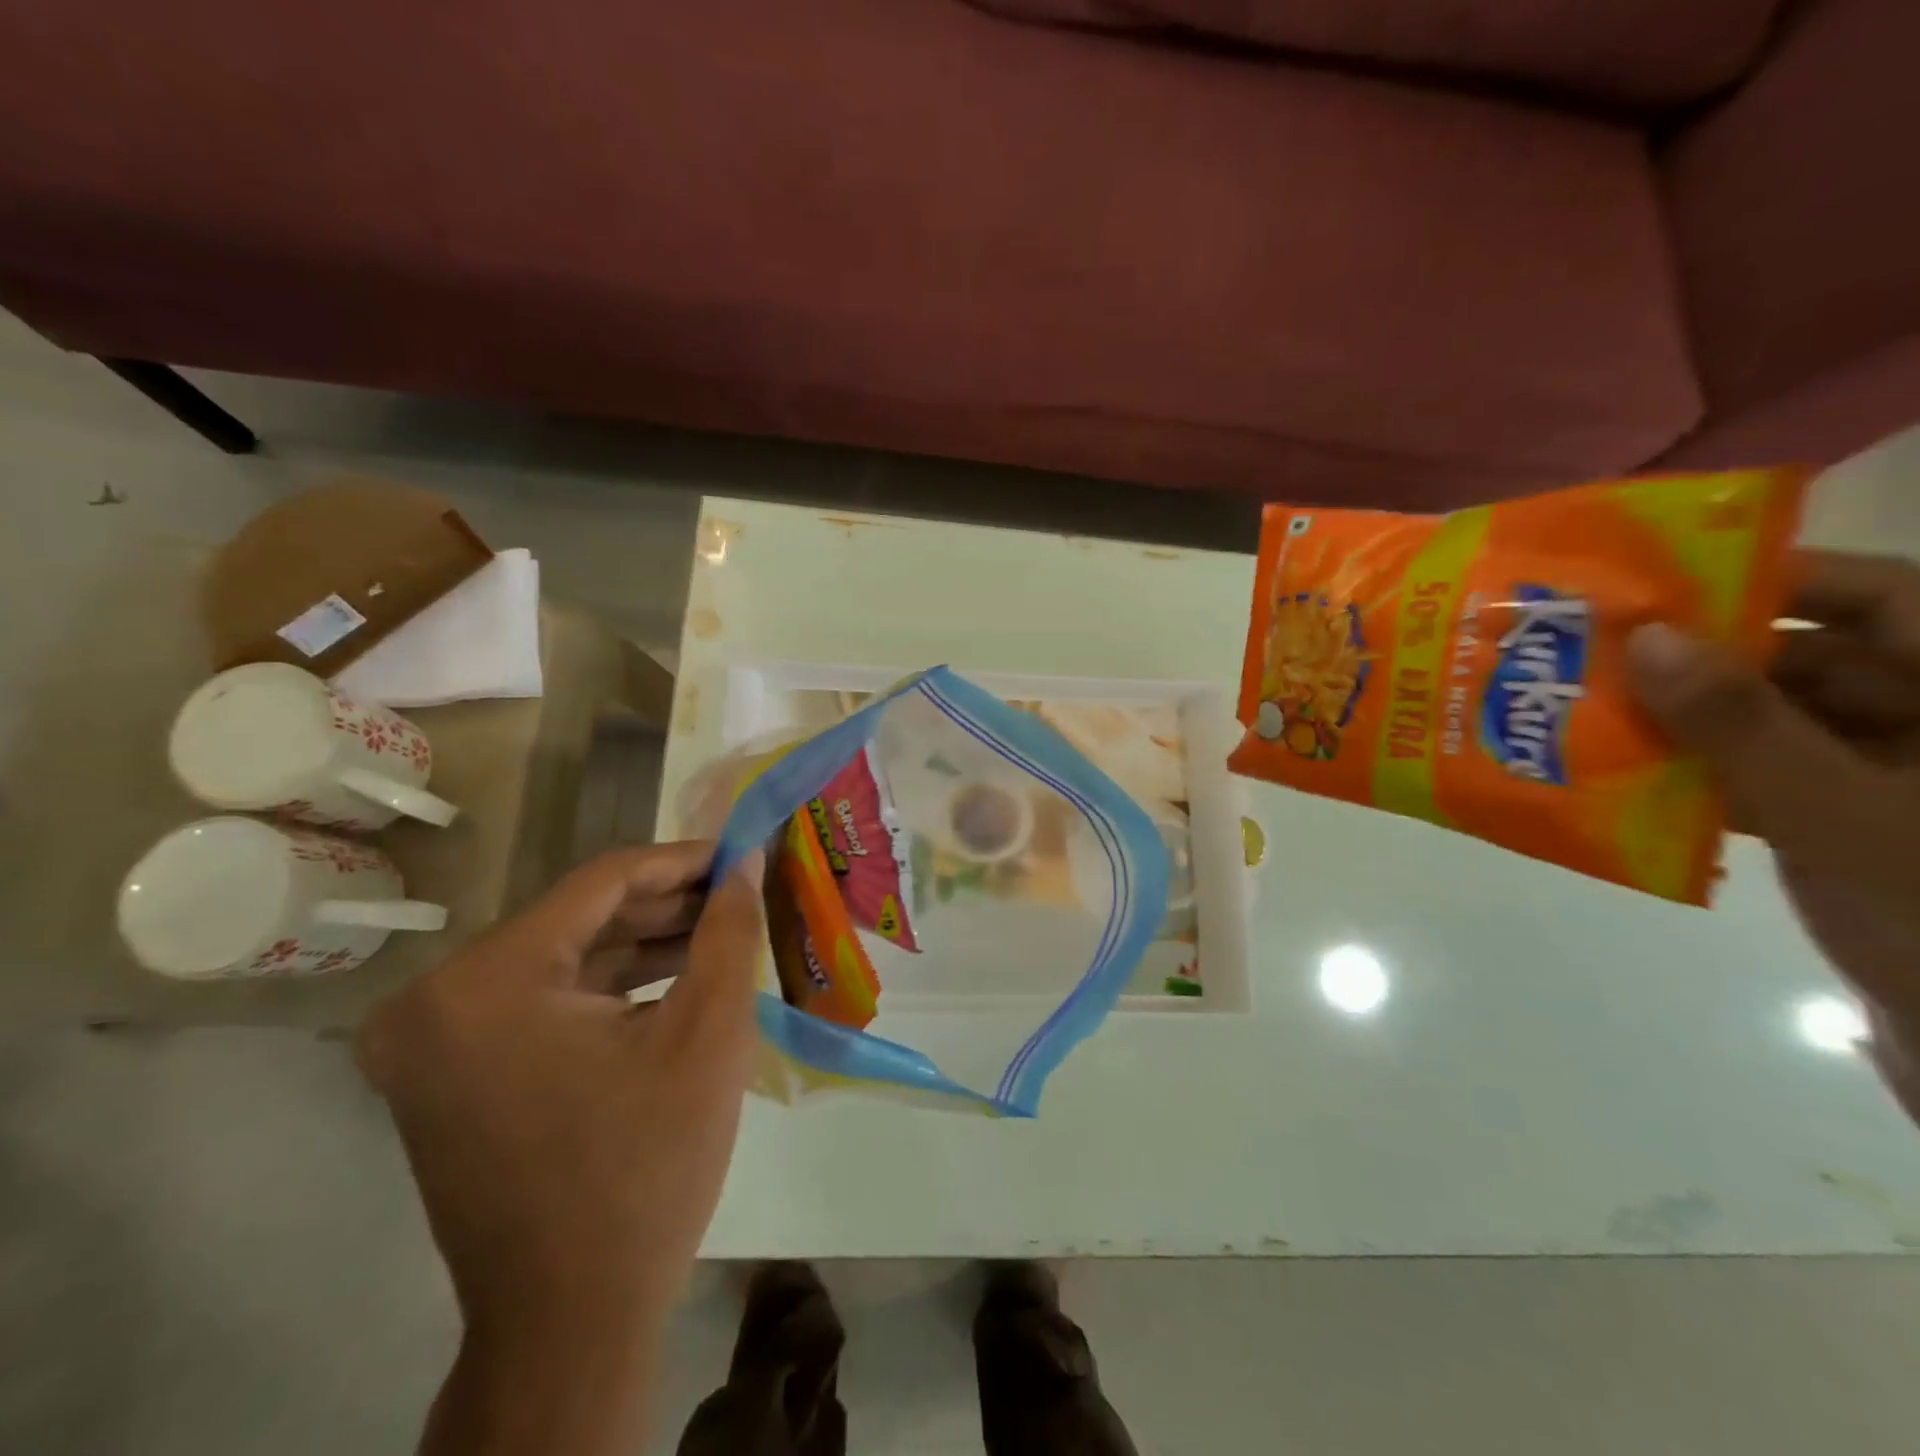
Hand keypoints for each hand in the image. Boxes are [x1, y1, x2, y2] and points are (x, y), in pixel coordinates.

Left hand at [357, 840, 765, 1454]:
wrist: (573, 1319)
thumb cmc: (647, 1168)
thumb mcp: (708, 1033)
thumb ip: (730, 929)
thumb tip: (746, 857)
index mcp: (484, 981)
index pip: (603, 881)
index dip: (683, 860)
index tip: (743, 851)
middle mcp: (435, 998)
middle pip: (579, 917)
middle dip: (668, 904)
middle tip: (740, 891)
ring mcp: (432, 1041)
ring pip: (564, 957)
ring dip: (644, 942)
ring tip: (722, 928)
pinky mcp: (450, 1072)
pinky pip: (545, 1000)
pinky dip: (611, 985)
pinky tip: (676, 974)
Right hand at [1627, 550, 1919, 1118]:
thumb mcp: (1847, 812)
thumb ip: (1744, 724)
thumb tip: (1645, 639)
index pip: (1886, 597)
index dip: (1780, 578)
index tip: (1666, 582)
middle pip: (1814, 659)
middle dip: (1704, 657)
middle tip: (1597, 650)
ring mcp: (1891, 777)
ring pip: (1777, 721)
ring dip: (1686, 720)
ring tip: (1589, 708)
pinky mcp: (1848, 823)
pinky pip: (1763, 777)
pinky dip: (1698, 774)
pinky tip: (1626, 776)